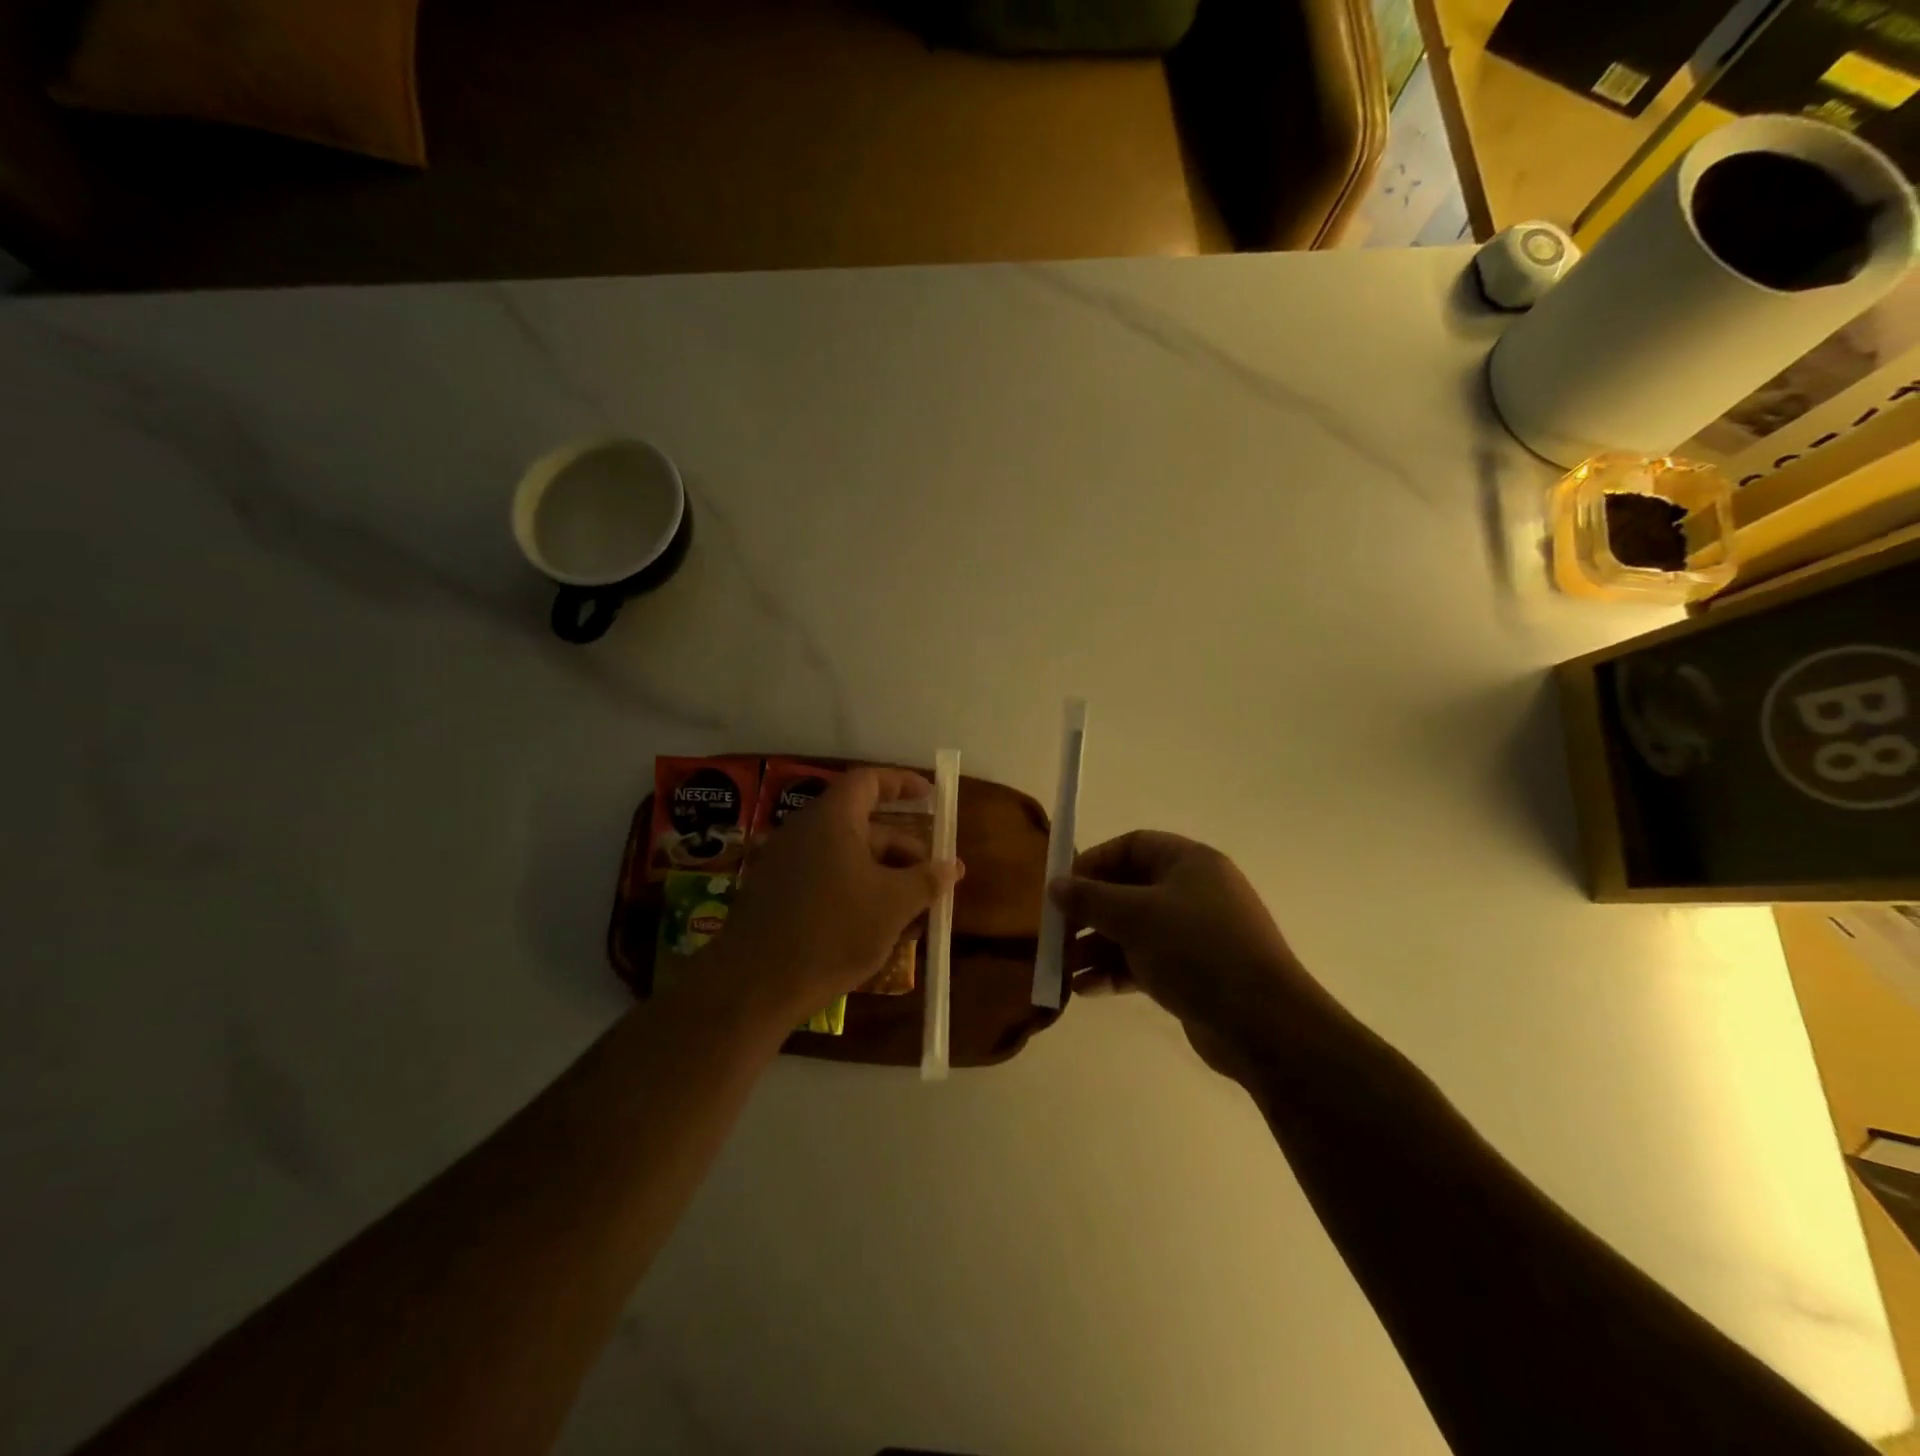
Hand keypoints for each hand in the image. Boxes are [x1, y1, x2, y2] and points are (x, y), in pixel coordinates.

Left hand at [712, 767, 962, 1028]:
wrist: (754, 985)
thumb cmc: (832, 931)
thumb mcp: (893, 905)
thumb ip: (926, 880)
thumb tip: (953, 866)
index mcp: (832, 819)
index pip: (869, 781)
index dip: (902, 784)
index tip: (931, 796)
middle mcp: (804, 831)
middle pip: (864, 827)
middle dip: (903, 852)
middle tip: (933, 881)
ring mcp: (786, 864)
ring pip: (847, 859)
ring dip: (884, 880)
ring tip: (913, 916)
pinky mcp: (775, 896)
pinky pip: (826, 881)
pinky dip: (856, 894)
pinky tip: (877, 931)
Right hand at [1049, 831, 1324, 1079]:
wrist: (1263, 1025)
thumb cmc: (1197, 950)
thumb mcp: (1136, 916)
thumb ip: (1090, 898)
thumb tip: (1054, 885)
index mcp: (1189, 863)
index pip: (1132, 846)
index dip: (1094, 862)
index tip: (1063, 888)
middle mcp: (1194, 892)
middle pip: (1129, 890)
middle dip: (1089, 912)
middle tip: (1056, 933)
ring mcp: (1195, 935)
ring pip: (1134, 930)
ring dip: (1096, 947)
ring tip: (1061, 968)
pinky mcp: (1193, 973)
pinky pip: (1145, 962)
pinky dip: (1115, 972)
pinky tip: (1085, 990)